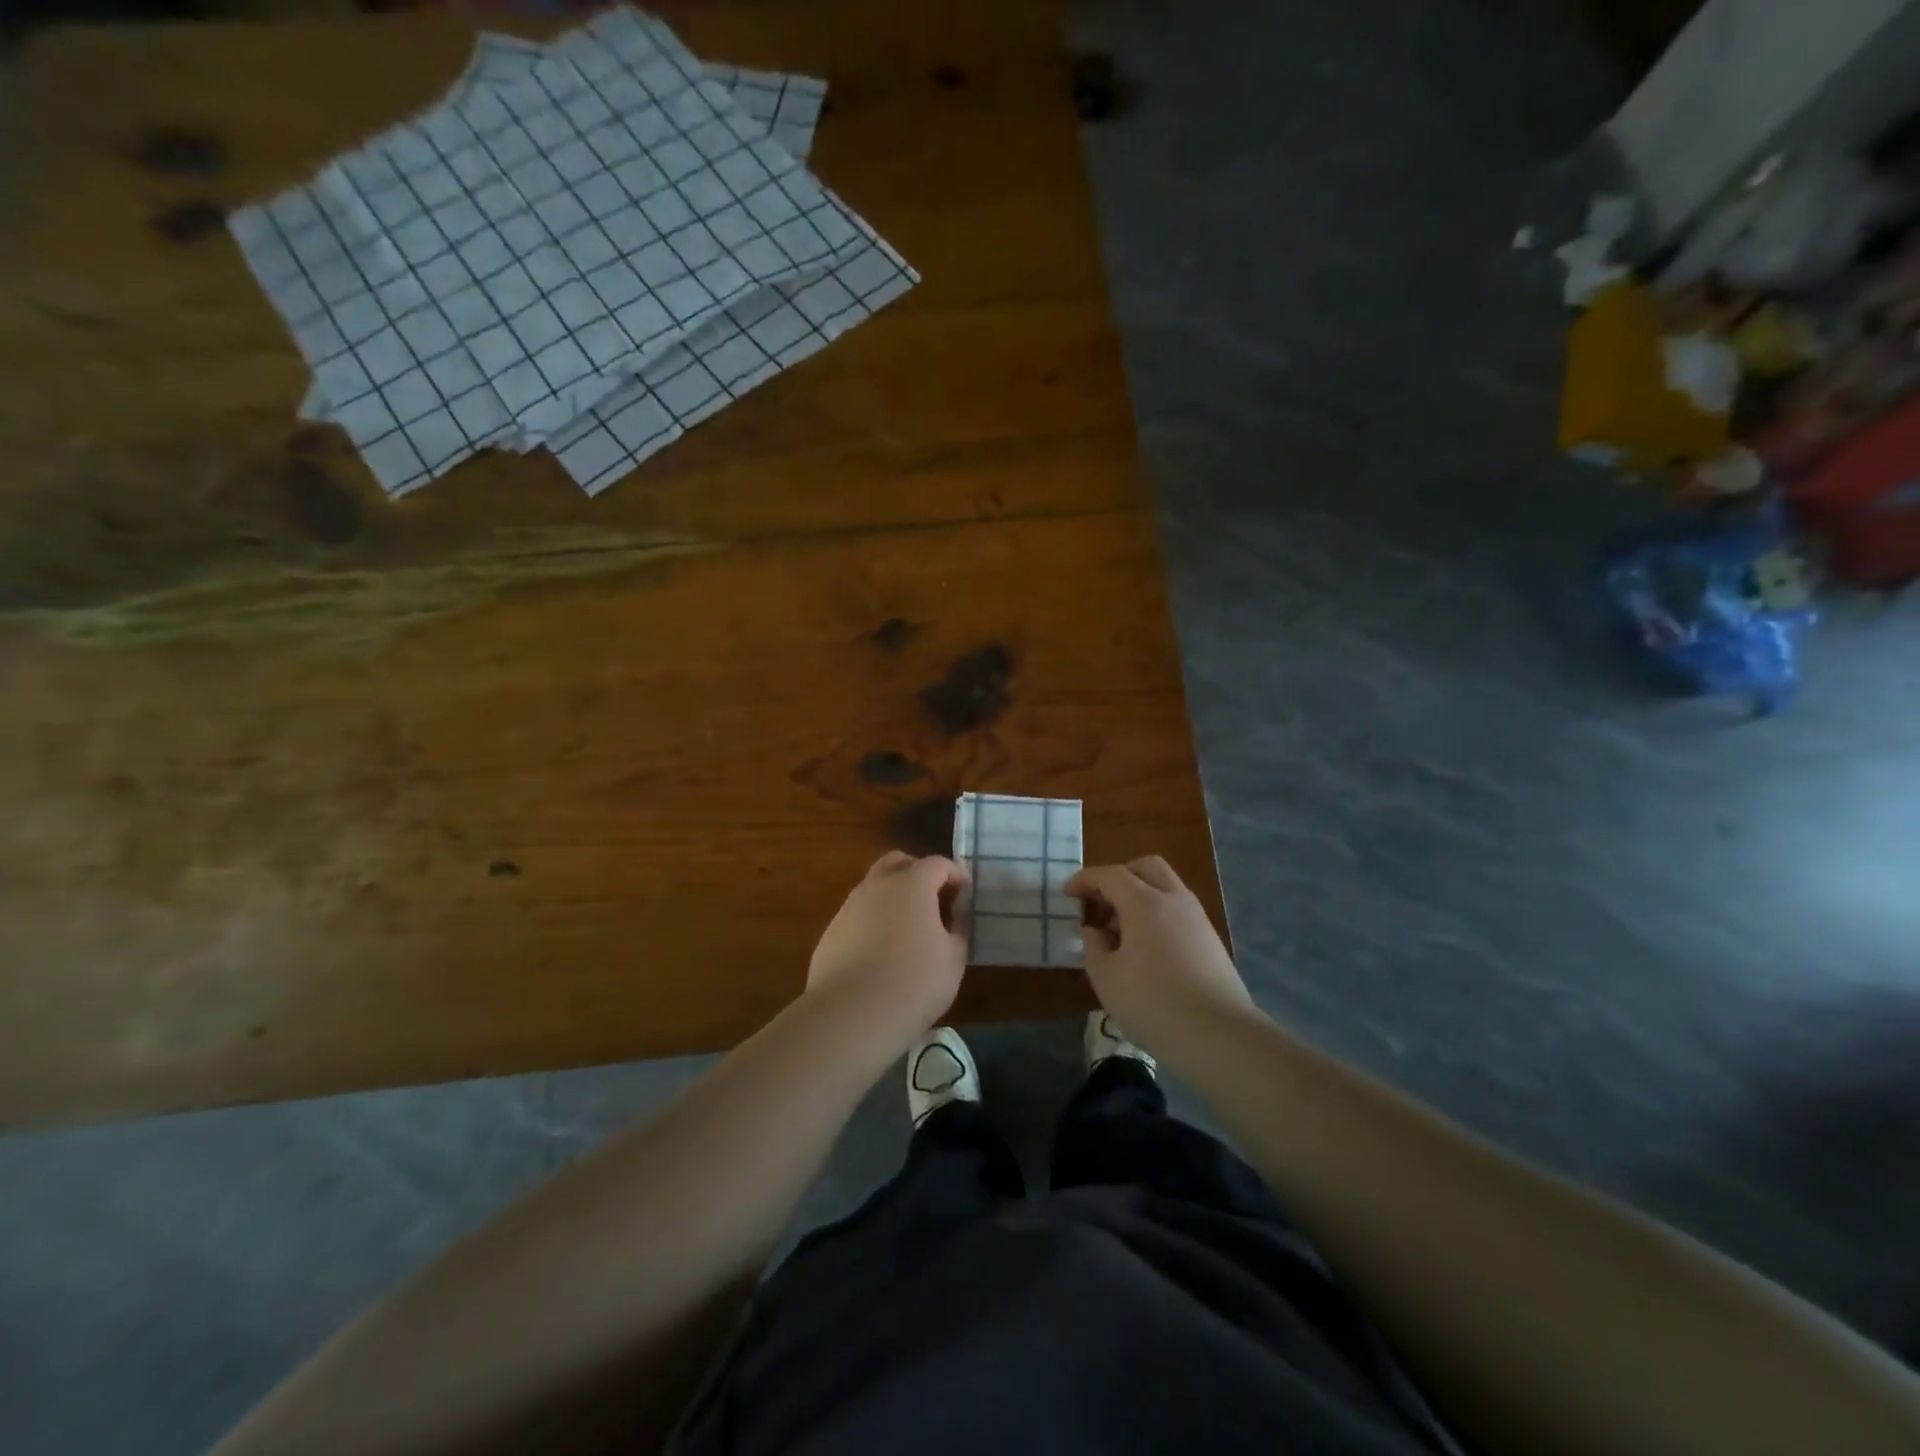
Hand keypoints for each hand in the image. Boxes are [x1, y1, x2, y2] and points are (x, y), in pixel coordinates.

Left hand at [806, 852, 970, 1048]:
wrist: (852, 1015)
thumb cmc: (915, 982)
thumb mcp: (954, 958)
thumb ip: (958, 928)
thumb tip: (955, 914)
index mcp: (912, 884)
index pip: (938, 863)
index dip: (956, 874)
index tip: (965, 894)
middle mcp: (877, 886)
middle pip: (898, 862)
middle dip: (919, 872)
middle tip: (934, 899)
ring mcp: (849, 907)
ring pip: (874, 888)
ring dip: (893, 897)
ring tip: (908, 929)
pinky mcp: (831, 933)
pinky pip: (858, 916)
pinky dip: (874, 922)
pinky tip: (881, 953)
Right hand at [1064, 856, 1253, 1048]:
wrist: (1219, 1036)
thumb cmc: (1153, 1004)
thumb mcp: (1106, 977)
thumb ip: (1093, 946)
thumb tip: (1095, 930)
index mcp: (1145, 902)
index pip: (1110, 875)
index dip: (1085, 880)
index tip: (1067, 894)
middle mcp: (1174, 900)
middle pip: (1145, 868)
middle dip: (1118, 878)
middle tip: (1099, 904)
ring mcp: (1197, 919)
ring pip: (1165, 888)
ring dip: (1138, 896)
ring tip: (1119, 933)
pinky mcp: (1210, 941)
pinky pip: (1177, 911)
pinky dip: (1156, 915)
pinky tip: (1145, 949)